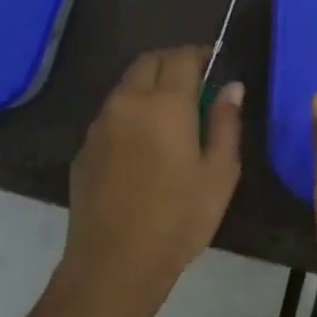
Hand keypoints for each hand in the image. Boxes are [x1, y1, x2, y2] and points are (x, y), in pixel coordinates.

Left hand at [58, 45, 242, 314]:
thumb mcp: (219, 174)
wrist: (115, 263)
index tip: (215, 61)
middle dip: (173, 61)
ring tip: (172, 112)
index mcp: (164, 105)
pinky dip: (131, 112)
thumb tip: (231, 87)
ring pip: (126, 86)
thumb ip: (226, 123)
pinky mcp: (84, 149)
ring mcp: (99, 125)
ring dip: (149, 85)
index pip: (182, 58)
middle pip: (148, 62)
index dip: (201, 53)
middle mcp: (126, 103)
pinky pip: (111, 114)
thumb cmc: (179, 220)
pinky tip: (145, 144)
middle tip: (196, 80)